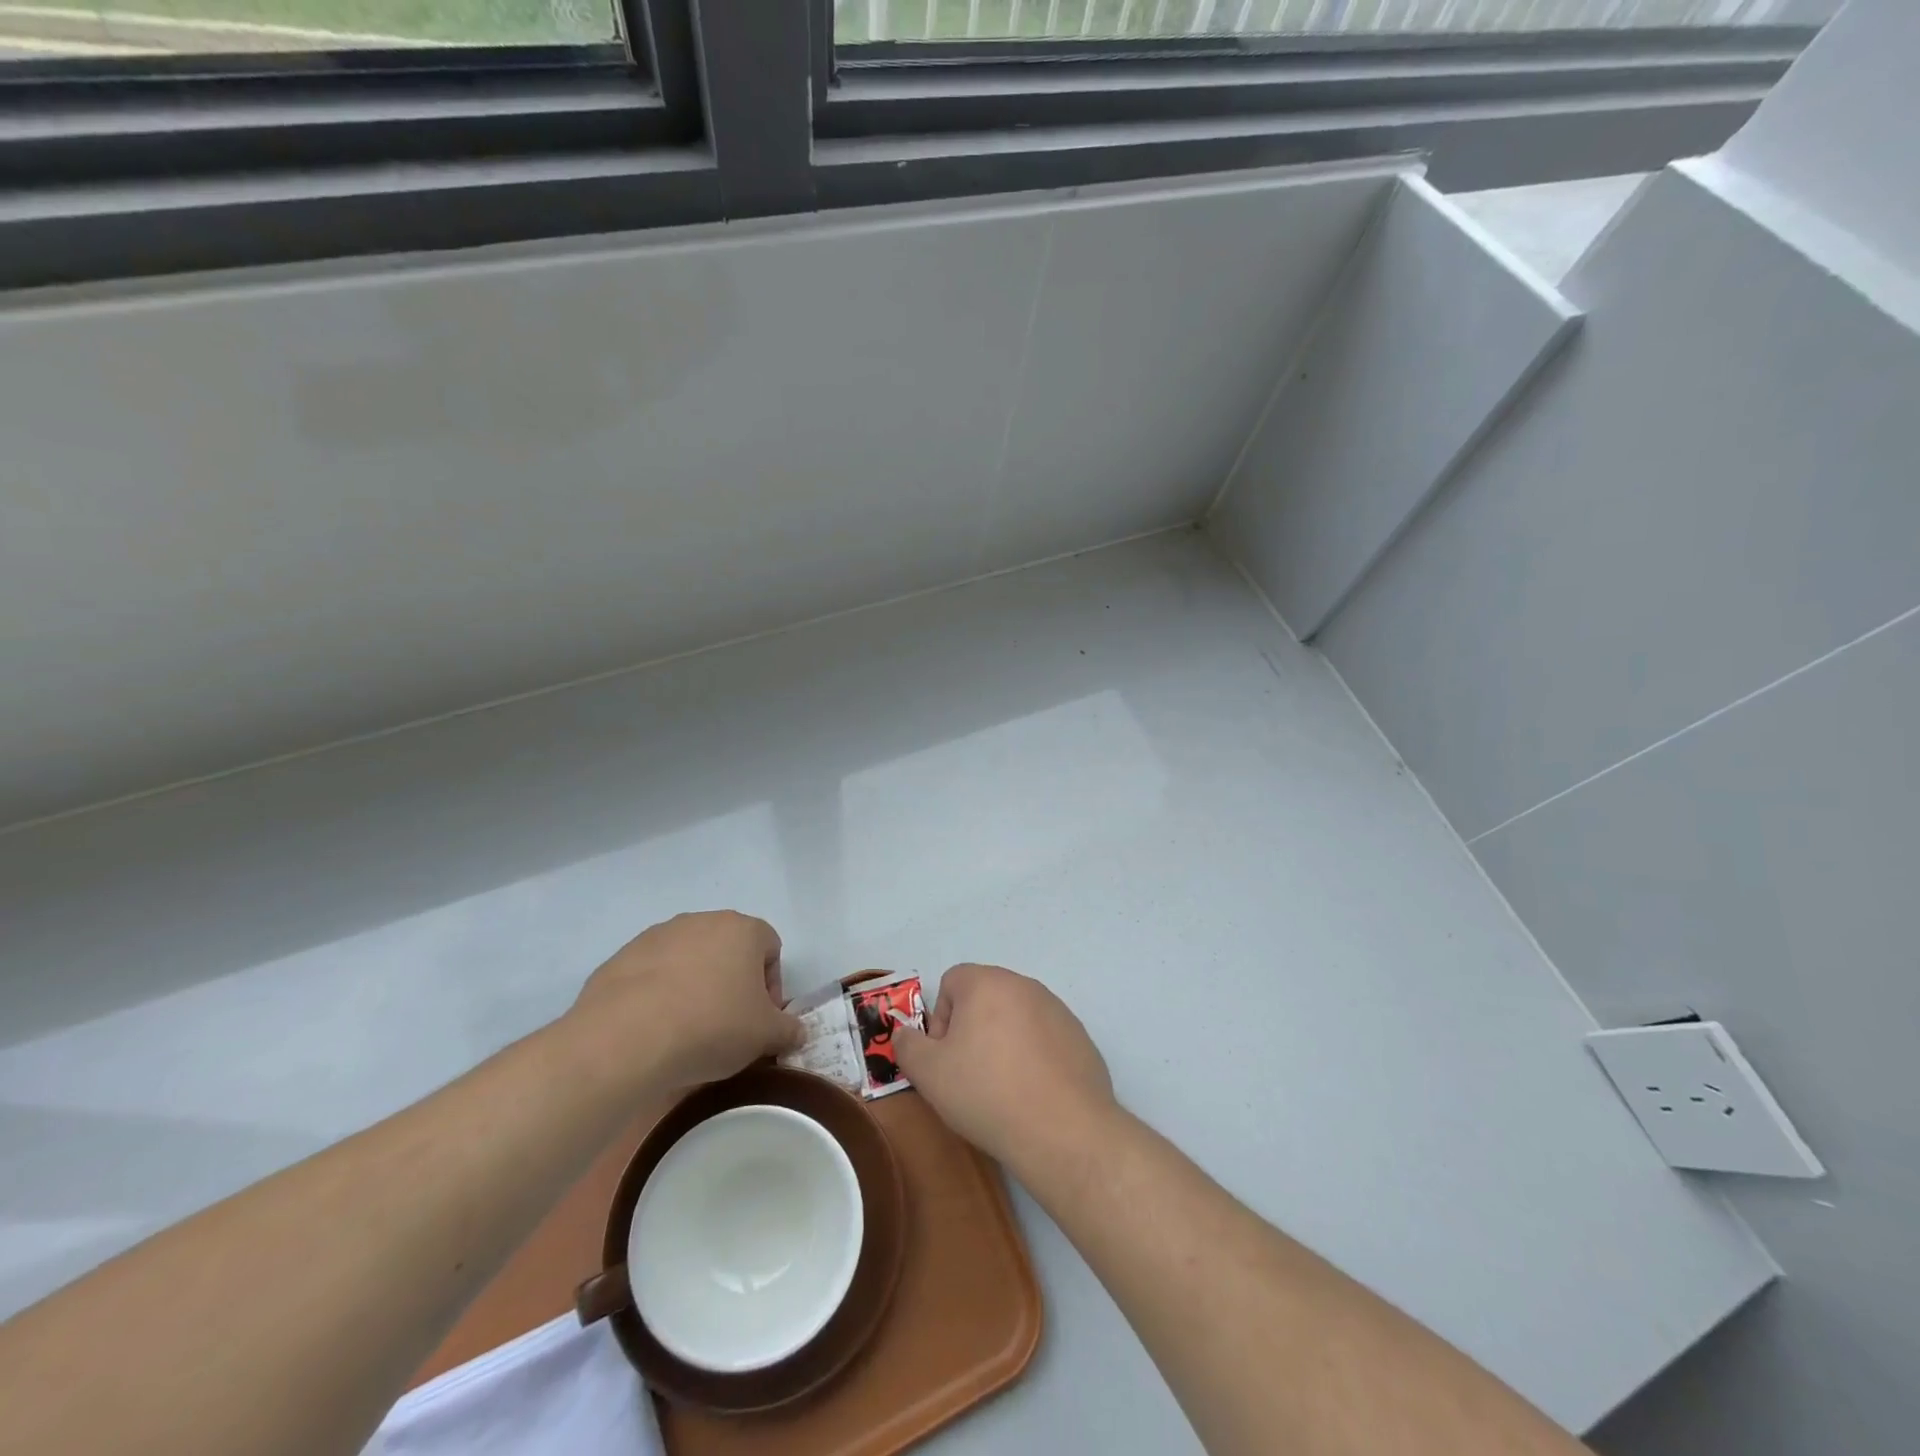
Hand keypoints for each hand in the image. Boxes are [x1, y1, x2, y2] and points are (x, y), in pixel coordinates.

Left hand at [566, 911, 803, 1090]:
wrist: (624, 1039)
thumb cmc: (711, 1026)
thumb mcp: (764, 1036)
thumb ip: (788, 1029)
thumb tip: (797, 1031)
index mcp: (742, 930)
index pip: (770, 948)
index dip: (771, 986)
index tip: (759, 1019)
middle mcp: (702, 921)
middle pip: (729, 950)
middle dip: (732, 984)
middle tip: (727, 1026)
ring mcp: (658, 935)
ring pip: (689, 959)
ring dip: (695, 986)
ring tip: (686, 1030)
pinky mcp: (622, 956)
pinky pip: (652, 974)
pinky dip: (658, 995)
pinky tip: (654, 1029)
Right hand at [893, 963, 1115, 1169]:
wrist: (1063, 1130)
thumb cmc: (987, 1093)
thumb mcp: (929, 1074)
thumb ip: (908, 1046)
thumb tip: (904, 1033)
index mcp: (988, 983)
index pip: (951, 982)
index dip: (940, 1019)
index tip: (946, 1057)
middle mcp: (1025, 985)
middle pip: (985, 998)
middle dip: (972, 1030)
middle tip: (970, 1074)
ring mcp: (1058, 1010)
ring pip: (1016, 1018)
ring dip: (1004, 1043)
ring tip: (1004, 1089)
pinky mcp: (1080, 1038)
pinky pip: (1045, 1039)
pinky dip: (1034, 1058)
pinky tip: (1034, 1095)